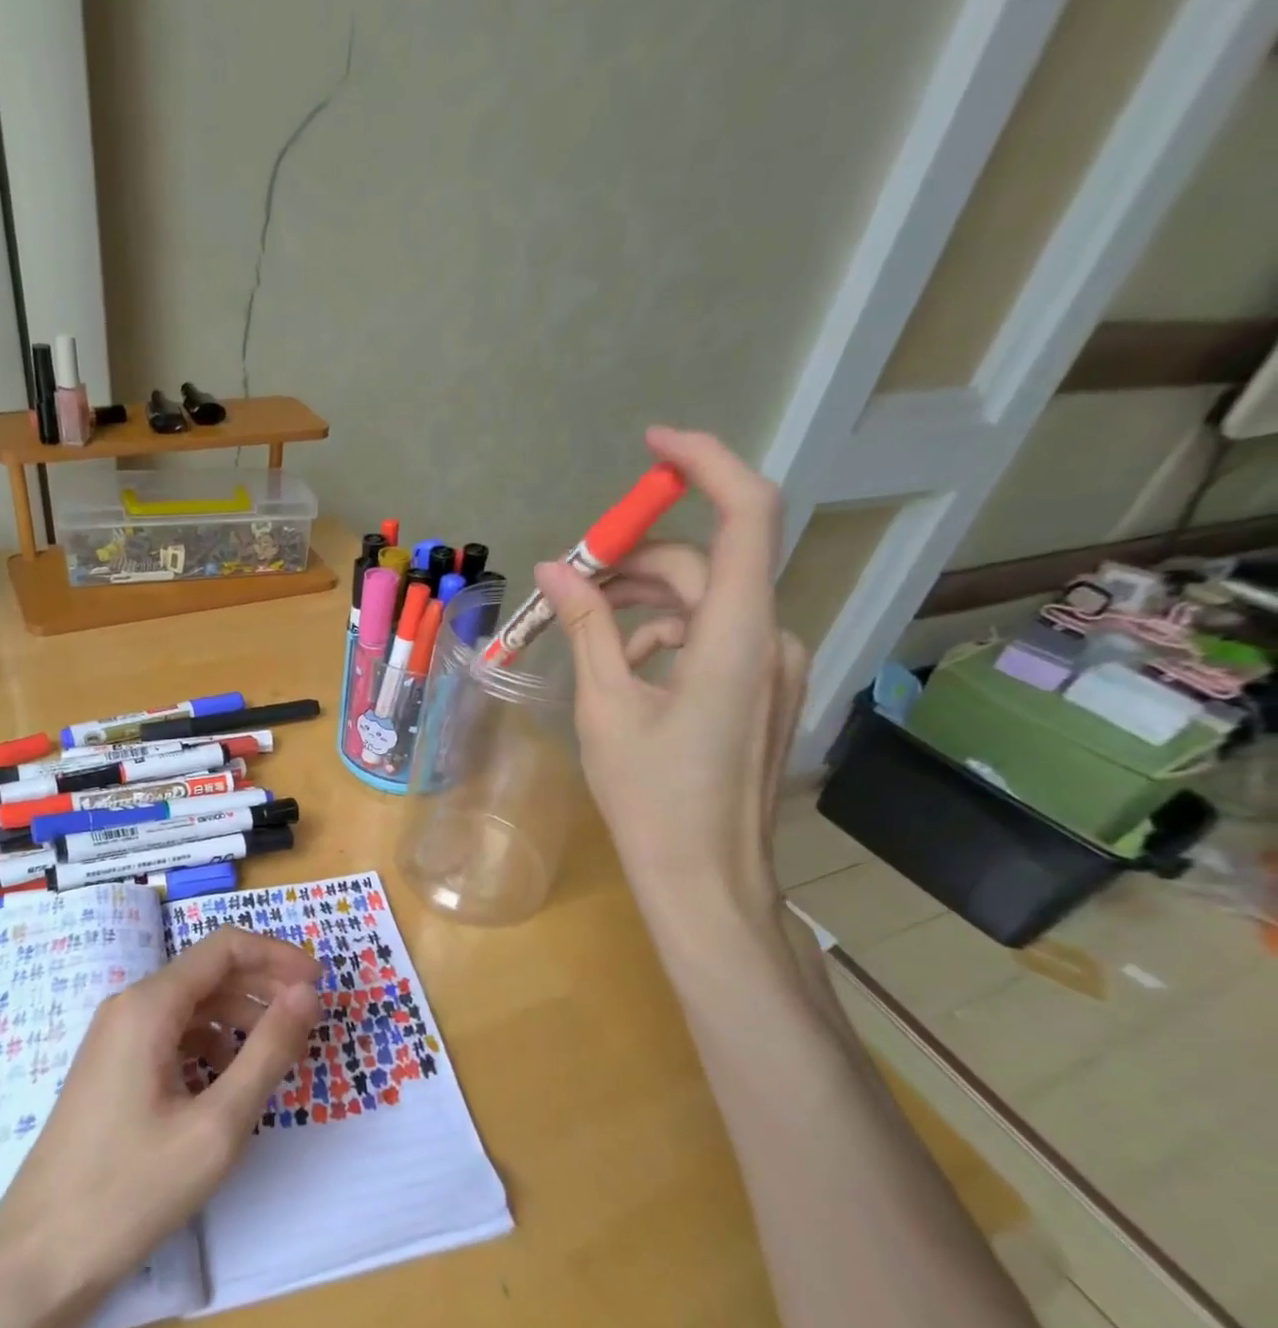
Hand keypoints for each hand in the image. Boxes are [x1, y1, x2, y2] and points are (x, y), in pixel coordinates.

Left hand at [0, 927, 321, 1312]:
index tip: (319, 985)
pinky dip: (211, 1041)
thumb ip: (268, 1051)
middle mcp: (129, 1006)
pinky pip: (171, 1032)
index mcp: (150, 1005)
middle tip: (308, 1017)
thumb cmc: (130, 1191)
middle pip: (209, 971)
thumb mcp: (217, 1126)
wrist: (35, 1261)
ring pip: (192, 1003)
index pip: (225, 947)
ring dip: (240, 1014)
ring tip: (279, 1049)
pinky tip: (229, 1077)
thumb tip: (308, 994)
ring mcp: (115, 1036)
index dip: (277, 956)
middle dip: (264, 985)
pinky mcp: (112, 1066)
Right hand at [534, 427, 806, 933]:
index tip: (651, 447)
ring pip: (705, 602)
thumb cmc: (651, 798)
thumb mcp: (606, 706)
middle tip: (569, 577)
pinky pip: (713, 637)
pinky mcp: (760, 690)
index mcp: (736, 635)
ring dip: (645, 599)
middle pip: (704, 565)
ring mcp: (770, 666)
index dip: (705, 463)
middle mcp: (769, 637)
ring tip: (584, 622)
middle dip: (634, 561)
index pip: (745, 514)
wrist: (706, 880)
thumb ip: (587, 626)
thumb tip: (556, 567)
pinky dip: (666, 633)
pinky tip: (626, 663)